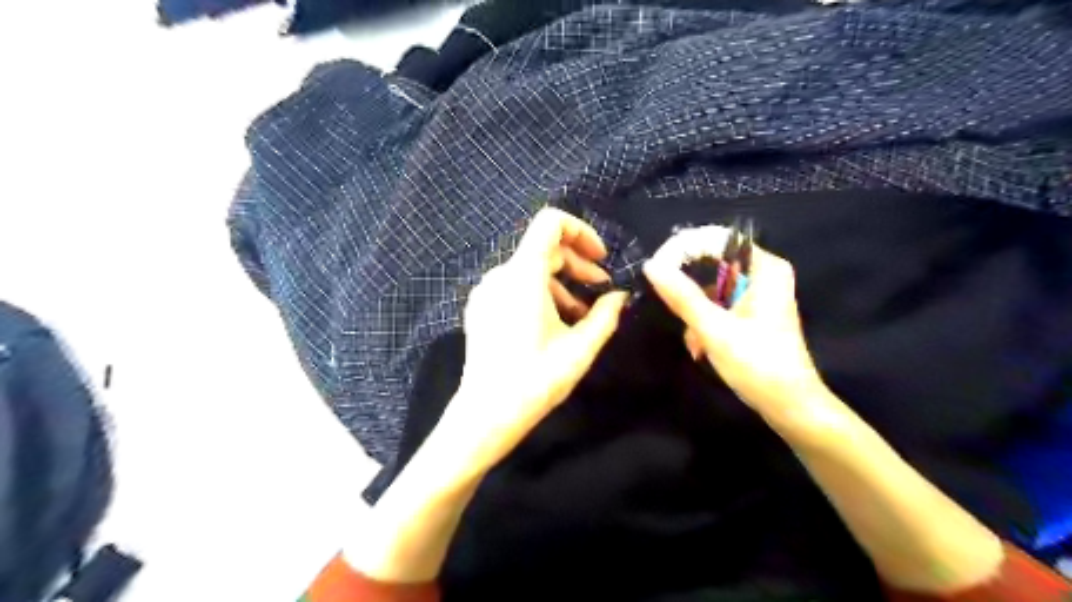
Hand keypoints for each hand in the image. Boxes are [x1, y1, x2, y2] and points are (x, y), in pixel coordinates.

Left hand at [441, 211, 629, 478]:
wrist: (486, 414)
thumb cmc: (536, 380)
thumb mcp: (580, 348)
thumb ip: (605, 315)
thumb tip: (620, 296)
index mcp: (523, 275)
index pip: (550, 223)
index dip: (581, 232)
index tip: (601, 258)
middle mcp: (500, 275)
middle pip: (543, 249)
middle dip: (577, 264)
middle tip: (602, 288)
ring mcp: (486, 291)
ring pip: (530, 270)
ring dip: (561, 284)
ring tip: (582, 314)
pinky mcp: (480, 308)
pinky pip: (514, 287)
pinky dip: (539, 294)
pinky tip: (554, 323)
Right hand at [639, 225, 832, 437]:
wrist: (789, 405)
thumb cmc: (757, 363)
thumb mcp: (714, 328)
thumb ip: (682, 295)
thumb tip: (651, 265)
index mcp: (764, 268)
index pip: (715, 240)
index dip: (683, 249)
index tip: (656, 269)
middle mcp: (763, 274)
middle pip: (712, 264)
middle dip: (689, 291)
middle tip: (674, 311)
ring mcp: (758, 294)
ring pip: (711, 289)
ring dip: (695, 315)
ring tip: (694, 343)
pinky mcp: (752, 313)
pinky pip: (719, 306)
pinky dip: (705, 324)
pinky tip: (701, 348)